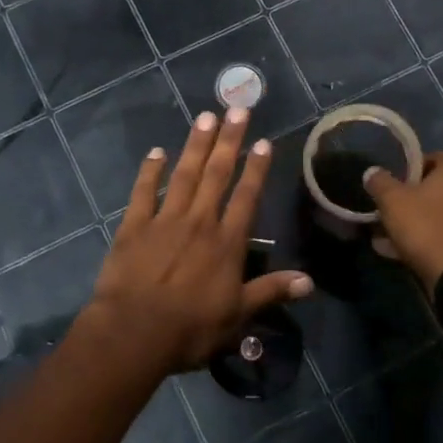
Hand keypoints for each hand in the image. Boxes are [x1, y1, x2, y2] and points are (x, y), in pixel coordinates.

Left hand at [78, 108, 311, 379]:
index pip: (246, 197)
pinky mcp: (133, 226)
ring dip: (196, 145)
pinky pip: (143, 192)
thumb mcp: (237, 316)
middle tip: (237, 109)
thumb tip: (309, 282)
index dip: (257, 169)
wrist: (133, 334)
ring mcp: (164, 221)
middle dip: (229, 140)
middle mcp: (199, 222)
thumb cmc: (190, 329)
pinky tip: (156, 151)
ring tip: (206, 117)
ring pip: (184, 174)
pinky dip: (150, 171)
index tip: (263, 141)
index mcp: (226, 243)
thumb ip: (271, 293)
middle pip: (217, 174)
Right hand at [363, 152, 442, 288]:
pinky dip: (434, 239)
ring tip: (393, 239)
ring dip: (421, 222)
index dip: (410, 170)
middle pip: (439, 188)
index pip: (433, 158)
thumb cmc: (425, 227)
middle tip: (392, 213)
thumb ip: (380, 182)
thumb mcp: (392, 201)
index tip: (394, 187)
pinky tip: (408, 253)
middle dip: (414, 200)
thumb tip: (372, 172)